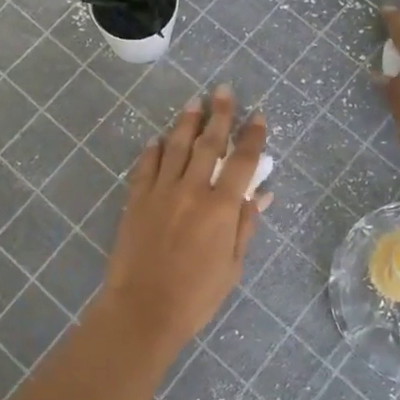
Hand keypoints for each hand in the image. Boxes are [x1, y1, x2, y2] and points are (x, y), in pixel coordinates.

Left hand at [95, 86, 271, 353]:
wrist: (143, 309)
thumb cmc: (196, 295)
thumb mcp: (233, 266)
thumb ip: (246, 225)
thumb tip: (262, 194)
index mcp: (222, 207)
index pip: (243, 161)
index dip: (253, 136)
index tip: (259, 116)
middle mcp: (192, 190)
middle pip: (209, 143)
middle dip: (220, 114)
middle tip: (224, 90)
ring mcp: (161, 191)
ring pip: (176, 147)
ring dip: (187, 123)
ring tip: (194, 102)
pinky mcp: (136, 199)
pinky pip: (146, 166)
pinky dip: (153, 150)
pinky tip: (158, 139)